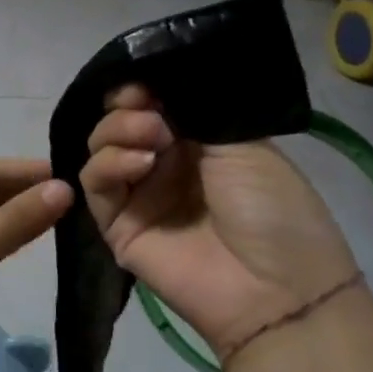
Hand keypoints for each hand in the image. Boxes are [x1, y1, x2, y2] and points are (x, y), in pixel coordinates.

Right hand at [80, 85, 362, 362]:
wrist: (277, 289)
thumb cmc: (273, 210)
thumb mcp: (245, 145)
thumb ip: (192, 112)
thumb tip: (151, 84)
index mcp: (197, 143)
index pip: (151, 105)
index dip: (141, 88)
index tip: (144, 82)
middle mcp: (162, 165)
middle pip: (118, 122)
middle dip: (127, 108)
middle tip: (151, 114)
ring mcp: (138, 195)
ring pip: (99, 148)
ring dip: (118, 132)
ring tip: (153, 138)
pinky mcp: (116, 225)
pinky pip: (95, 184)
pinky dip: (109, 164)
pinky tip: (141, 164)